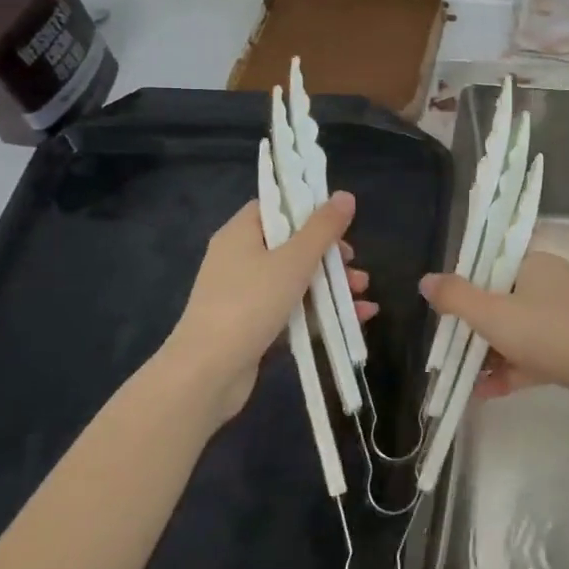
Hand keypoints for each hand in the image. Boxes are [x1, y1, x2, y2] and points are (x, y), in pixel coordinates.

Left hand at [153, 191, 375, 421]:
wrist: (207, 373)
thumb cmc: (250, 304)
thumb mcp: (293, 261)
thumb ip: (322, 229)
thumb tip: (345, 195)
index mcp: (240, 234)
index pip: (275, 207)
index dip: (308, 209)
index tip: (338, 221)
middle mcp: (239, 259)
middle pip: (291, 245)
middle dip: (329, 255)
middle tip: (353, 263)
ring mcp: (245, 295)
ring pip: (296, 280)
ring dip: (331, 285)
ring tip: (362, 294)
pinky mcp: (253, 327)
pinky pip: (293, 310)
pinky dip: (321, 311)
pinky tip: (356, 318)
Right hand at [419, 252, 568, 427]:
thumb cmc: (549, 335)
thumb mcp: (493, 315)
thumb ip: (457, 298)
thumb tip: (426, 280)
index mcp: (538, 264)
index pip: (494, 266)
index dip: (467, 288)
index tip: (445, 314)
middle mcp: (554, 285)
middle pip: (503, 301)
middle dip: (475, 328)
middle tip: (449, 350)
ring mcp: (568, 319)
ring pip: (518, 332)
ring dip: (490, 354)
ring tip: (462, 379)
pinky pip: (535, 356)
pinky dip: (511, 371)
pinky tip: (485, 394)